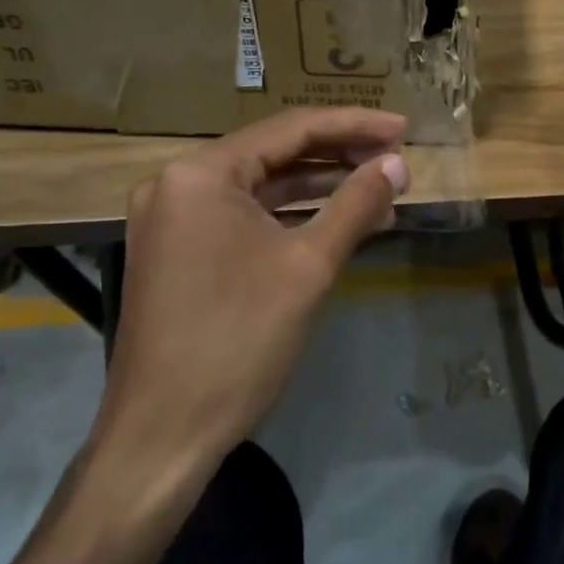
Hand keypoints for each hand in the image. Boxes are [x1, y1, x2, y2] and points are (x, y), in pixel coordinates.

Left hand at [91, 109, 408, 478]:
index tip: (403, 127)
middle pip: (275, 153)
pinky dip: (290, 217)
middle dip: (339, 156)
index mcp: (201, 173)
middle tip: (396, 157)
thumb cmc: (237, 341)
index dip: (354, 125)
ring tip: (379, 188)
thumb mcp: (309, 266)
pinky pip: (243, 217)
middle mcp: (178, 182)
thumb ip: (356, 203)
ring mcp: (173, 218)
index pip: (291, 130)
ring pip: (261, 186)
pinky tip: (337, 221)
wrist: (161, 439)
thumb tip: (397, 163)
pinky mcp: (177, 250)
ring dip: (319, 188)